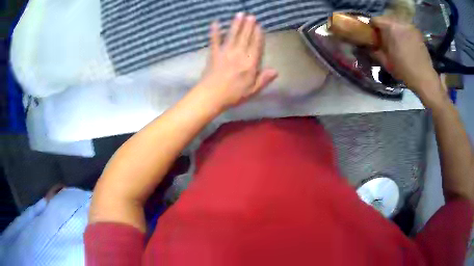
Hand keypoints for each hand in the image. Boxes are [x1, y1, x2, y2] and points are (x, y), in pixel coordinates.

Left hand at [197, 13, 277, 110]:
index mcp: (250, 63)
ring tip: (239, 14)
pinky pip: (214, 40)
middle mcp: (239, 54)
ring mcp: (225, 52)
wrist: (211, 96)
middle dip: (248, 26)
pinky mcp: (214, 54)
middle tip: (251, 16)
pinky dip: (214, 31)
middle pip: (245, 37)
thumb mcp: (252, 90)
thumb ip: (264, 79)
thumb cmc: (233, 95)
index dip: (258, 35)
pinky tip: (215, 23)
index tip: (259, 26)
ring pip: (233, 35)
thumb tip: (276, 70)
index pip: (256, 46)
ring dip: (236, 24)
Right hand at [371, 16, 442, 98]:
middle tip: (385, 41)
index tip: (374, 38)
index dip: (373, 28)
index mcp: (389, 27)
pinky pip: (405, 28)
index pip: (375, 20)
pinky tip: (406, 44)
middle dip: (384, 29)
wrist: (424, 78)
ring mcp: (409, 26)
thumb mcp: (386, 62)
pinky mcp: (417, 31)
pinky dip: (403, 33)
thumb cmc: (404, 71)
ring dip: (394, 30)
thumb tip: (367, 46)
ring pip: (396, 23)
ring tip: (396, 42)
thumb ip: (375, 51)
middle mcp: (399, 22)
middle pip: (386, 20)